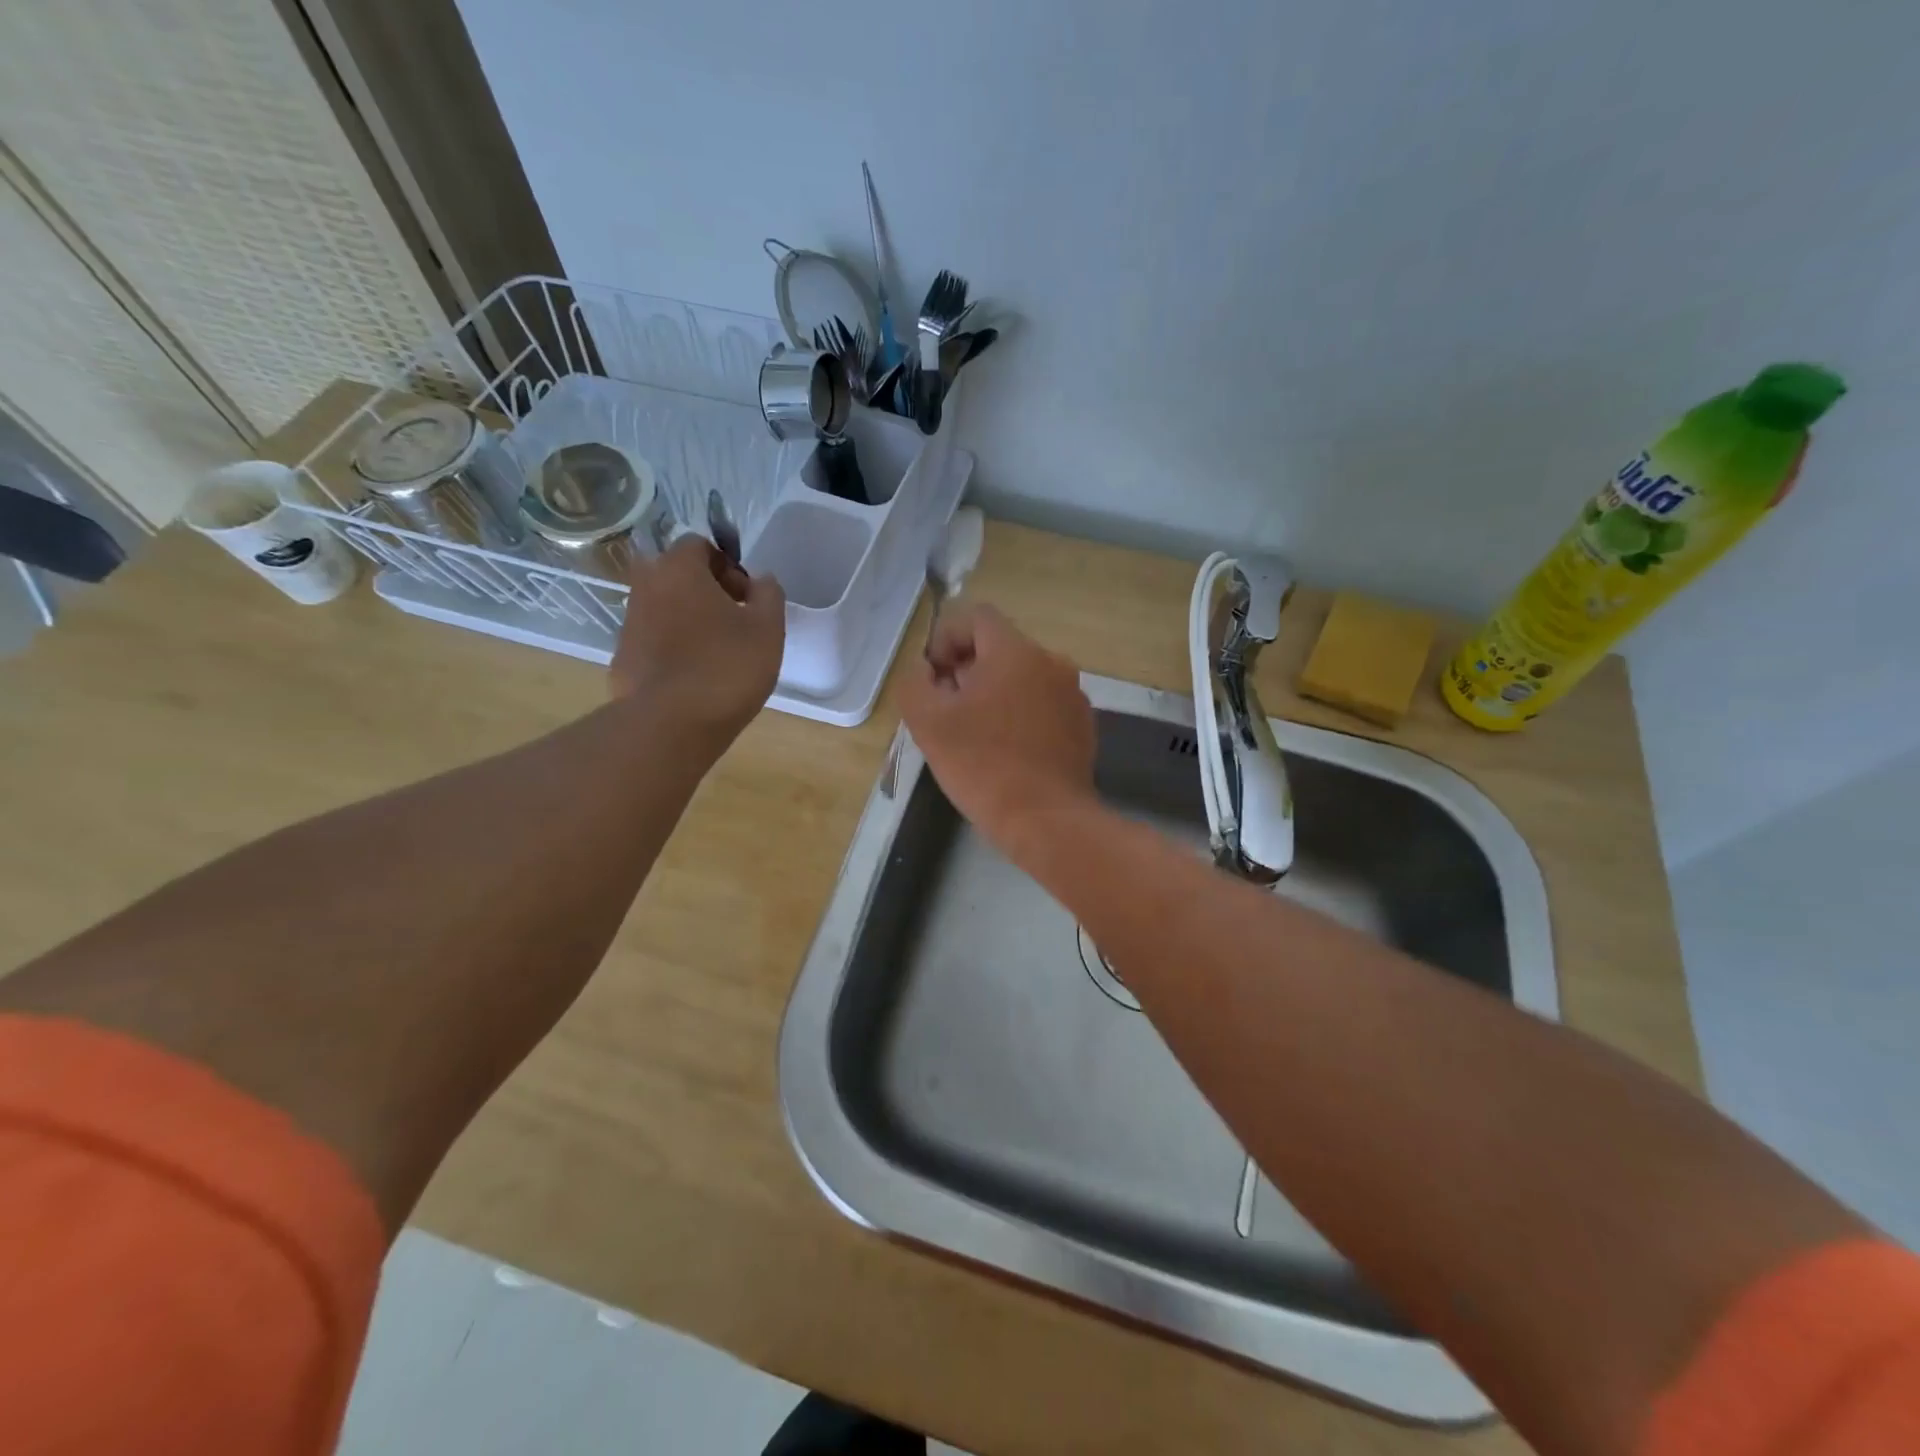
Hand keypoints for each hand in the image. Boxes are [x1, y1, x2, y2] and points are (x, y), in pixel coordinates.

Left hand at [610, 537, 784, 741]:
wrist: (670, 724)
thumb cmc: (726, 667)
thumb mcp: (768, 629)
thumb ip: (769, 595)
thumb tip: (761, 580)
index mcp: (679, 569)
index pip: (699, 545)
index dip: (727, 566)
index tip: (746, 597)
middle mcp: (646, 587)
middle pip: (676, 575)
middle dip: (704, 590)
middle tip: (733, 621)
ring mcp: (629, 624)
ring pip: (663, 608)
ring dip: (688, 619)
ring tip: (716, 653)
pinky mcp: (622, 658)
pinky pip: (653, 641)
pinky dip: (672, 648)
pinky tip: (694, 677)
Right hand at [899, 601, 1095, 844]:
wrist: (1046, 820)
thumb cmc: (983, 765)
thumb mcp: (928, 722)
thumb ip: (915, 682)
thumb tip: (926, 671)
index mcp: (1015, 651)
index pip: (977, 617)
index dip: (946, 638)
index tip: (934, 678)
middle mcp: (1051, 662)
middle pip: (1000, 648)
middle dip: (967, 670)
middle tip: (947, 710)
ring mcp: (1073, 694)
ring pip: (1022, 678)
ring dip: (994, 694)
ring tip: (975, 734)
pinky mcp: (1083, 725)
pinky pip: (1043, 704)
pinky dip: (1020, 715)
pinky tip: (1006, 751)